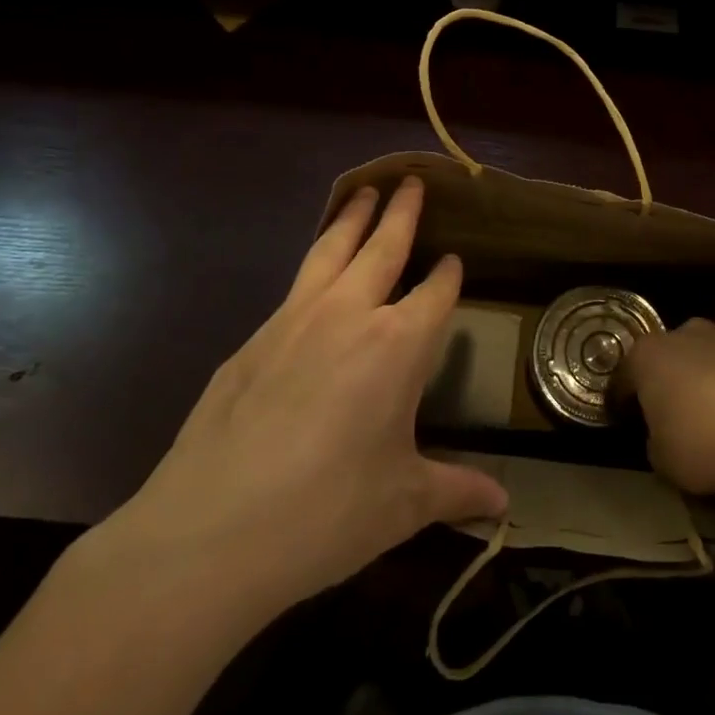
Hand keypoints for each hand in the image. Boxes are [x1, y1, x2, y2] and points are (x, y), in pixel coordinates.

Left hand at [82, 178, 507, 638]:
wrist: (209, 533)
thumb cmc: (327, 512)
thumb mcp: (403, 504)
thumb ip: (456, 491)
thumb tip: (505, 506)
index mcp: (398, 345)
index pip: (435, 292)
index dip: (448, 275)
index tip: (454, 260)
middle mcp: (349, 315)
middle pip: (383, 246)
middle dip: (402, 213)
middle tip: (412, 182)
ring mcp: (293, 320)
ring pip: (330, 249)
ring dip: (352, 218)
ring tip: (364, 193)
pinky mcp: (251, 340)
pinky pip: (294, 285)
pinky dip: (313, 262)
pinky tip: (314, 275)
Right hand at [618, 318, 714, 494]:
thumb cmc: (702, 439)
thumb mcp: (664, 459)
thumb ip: (655, 443)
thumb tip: (661, 438)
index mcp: (647, 355)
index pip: (623, 378)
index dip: (620, 402)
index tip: (623, 420)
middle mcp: (683, 334)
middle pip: (667, 358)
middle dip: (667, 382)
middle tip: (670, 415)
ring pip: (706, 359)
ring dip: (705, 381)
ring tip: (714, 417)